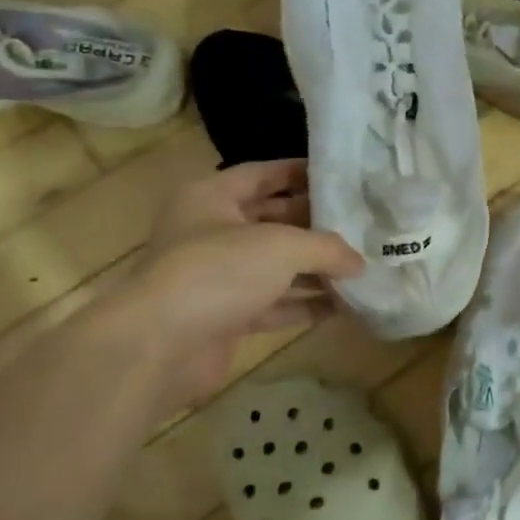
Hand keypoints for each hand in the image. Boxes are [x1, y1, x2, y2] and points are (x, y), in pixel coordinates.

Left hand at [110, 160, 363, 406]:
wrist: (158, 347)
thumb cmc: (217, 272)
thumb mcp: (281, 246)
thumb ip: (327, 248)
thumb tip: (361, 263)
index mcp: (212, 197)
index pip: (263, 174)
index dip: (301, 173)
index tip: (342, 177)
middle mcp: (212, 232)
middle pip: (273, 220)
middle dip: (316, 225)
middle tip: (362, 224)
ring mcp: (218, 277)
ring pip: (276, 266)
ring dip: (316, 269)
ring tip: (362, 267)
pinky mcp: (226, 316)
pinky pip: (274, 304)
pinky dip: (305, 304)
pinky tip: (343, 305)